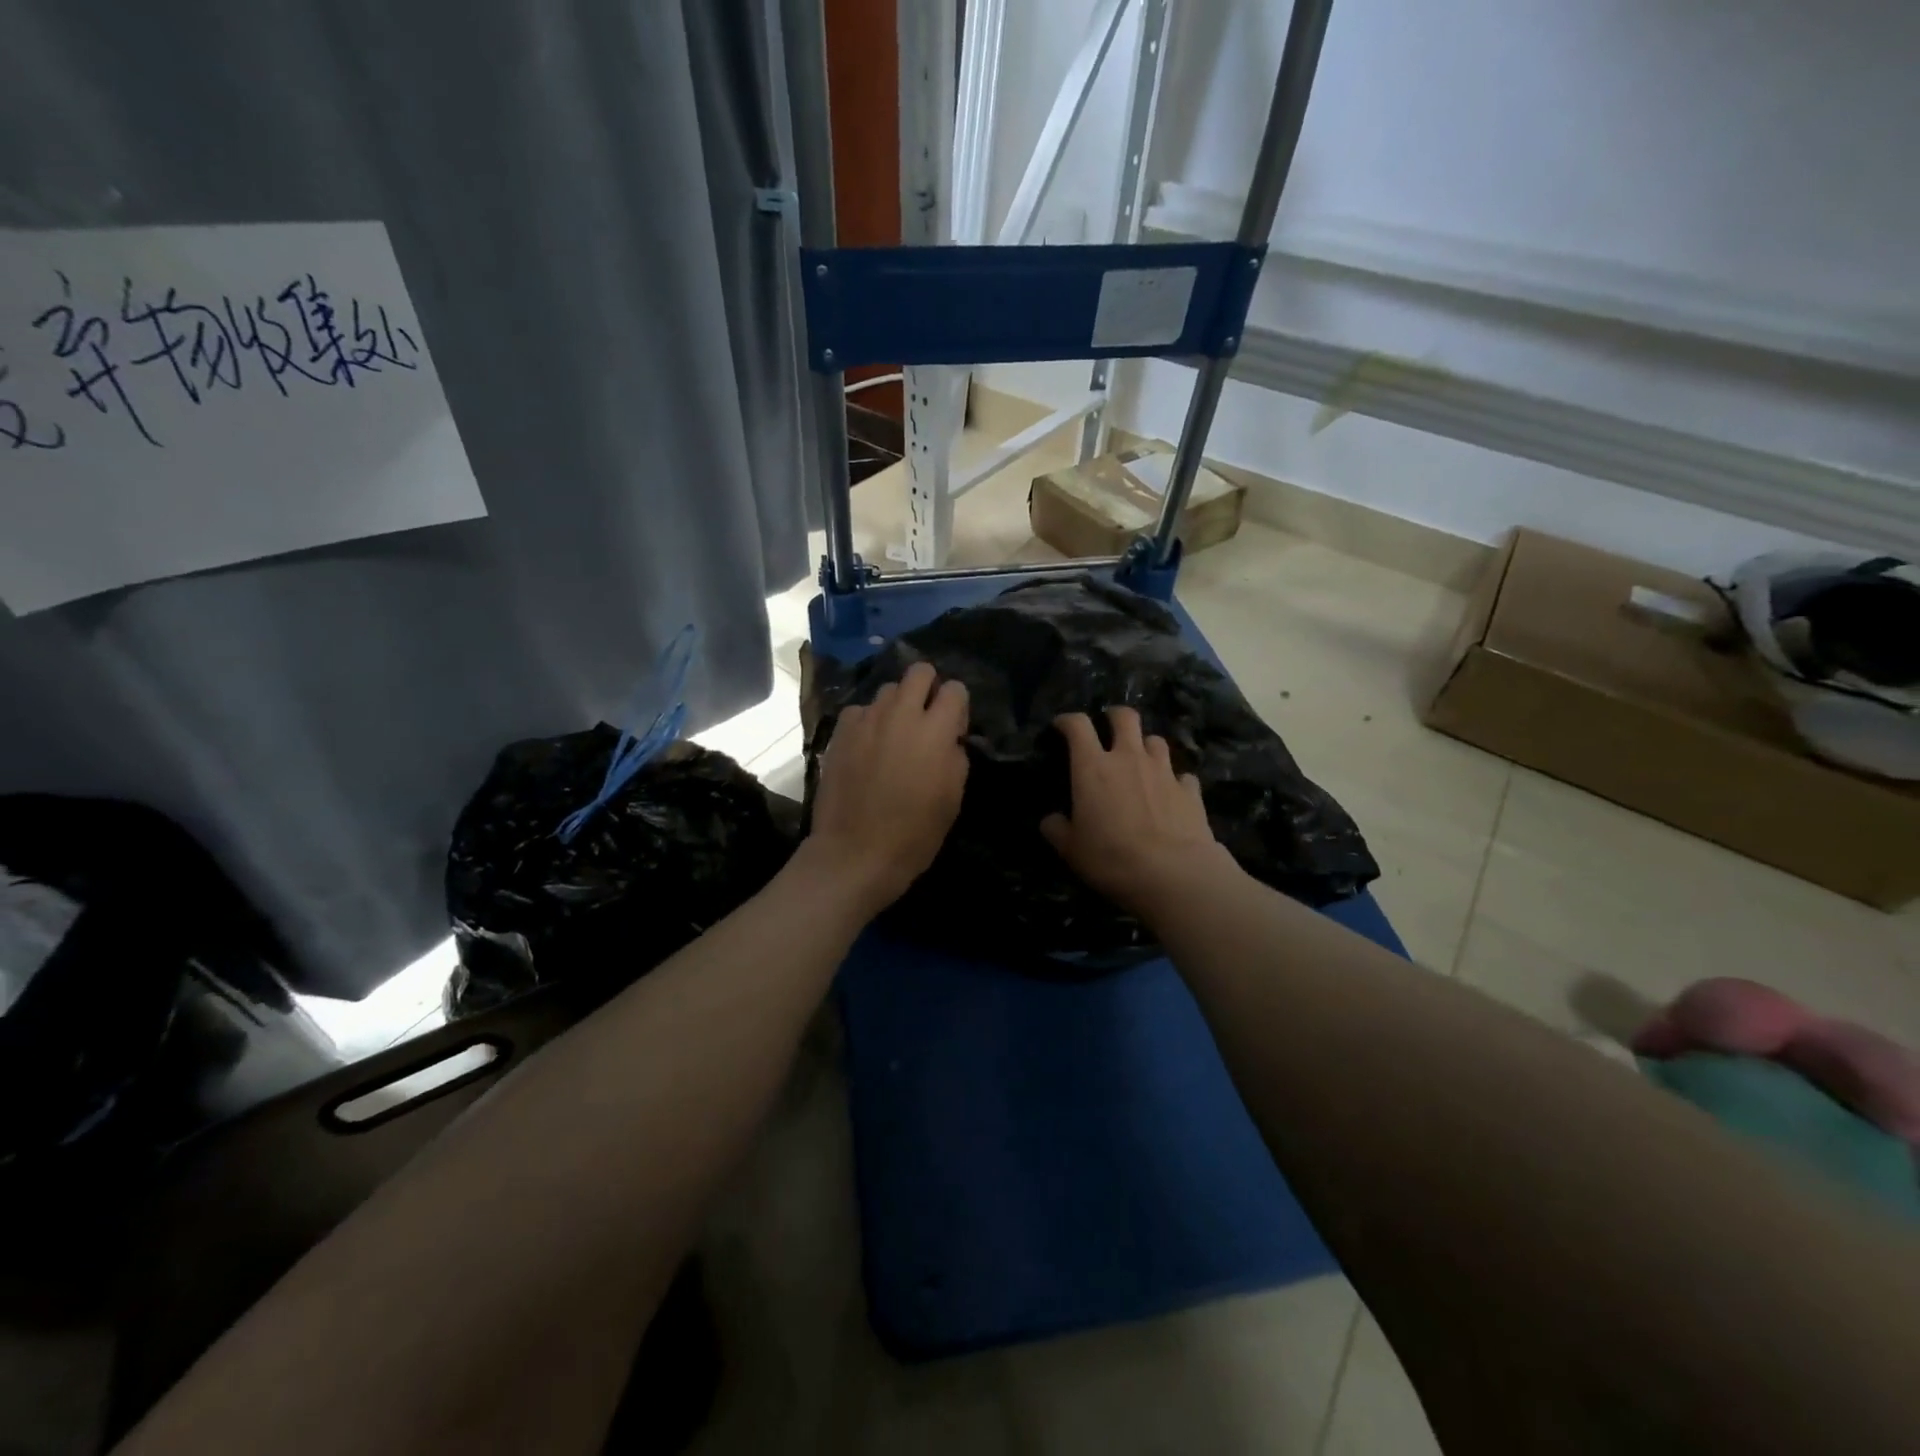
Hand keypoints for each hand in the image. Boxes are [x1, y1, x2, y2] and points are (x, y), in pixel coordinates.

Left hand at [806, 661, 969, 916]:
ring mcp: (866, 720)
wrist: (855, 853)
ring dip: (897, 705)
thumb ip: (955, 756)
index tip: (953, 730)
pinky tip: (868, 746)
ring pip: (887, 689)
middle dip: (928, 687)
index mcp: (935, 730)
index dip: (958, 707)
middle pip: (919, 671)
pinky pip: (860, 711)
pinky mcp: (841, 732)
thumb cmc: (914, 834)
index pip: (955, 689)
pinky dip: (868, 721)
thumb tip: (949, 739)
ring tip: (894, 734)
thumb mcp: (952, 798)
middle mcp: (900, 714)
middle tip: (926, 718)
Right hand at [1040, 708, 1239, 919]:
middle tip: (1108, 727)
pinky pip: (1181, 775)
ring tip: (1140, 760)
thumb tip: (1051, 820)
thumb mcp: (1071, 850)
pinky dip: (1174, 780)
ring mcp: (1163, 771)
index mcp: (1093, 767)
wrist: (1174, 874)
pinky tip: (1170, 793)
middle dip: (1114, 716)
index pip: (1078, 726)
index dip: (1068, 720)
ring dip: (1145, 745)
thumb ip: (1057, 829)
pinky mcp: (1190, 790)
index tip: (1062, 726)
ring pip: (1156, 740)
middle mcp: (1129, 758)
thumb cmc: (1112, 858)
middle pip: (1125, 717)